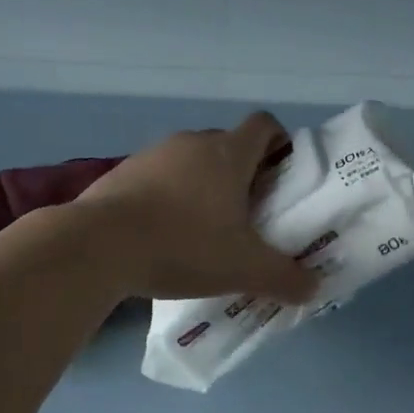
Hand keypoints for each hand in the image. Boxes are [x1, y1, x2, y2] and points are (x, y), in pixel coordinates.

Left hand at [76, 112, 318, 303]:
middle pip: (228, 144)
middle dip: (242, 174)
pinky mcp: (122, 171)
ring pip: (191, 161)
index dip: (279, 143)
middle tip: (248, 215)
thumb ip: (285, 277)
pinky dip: (167, 196)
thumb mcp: (243, 268)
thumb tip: (314, 287)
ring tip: (203, 229)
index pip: (264, 125)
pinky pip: (157, 176)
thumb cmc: (183, 245)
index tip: (281, 177)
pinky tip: (162, 233)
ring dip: (202, 185)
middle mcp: (192, 142)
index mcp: (228, 153)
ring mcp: (153, 154)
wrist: (99, 245)